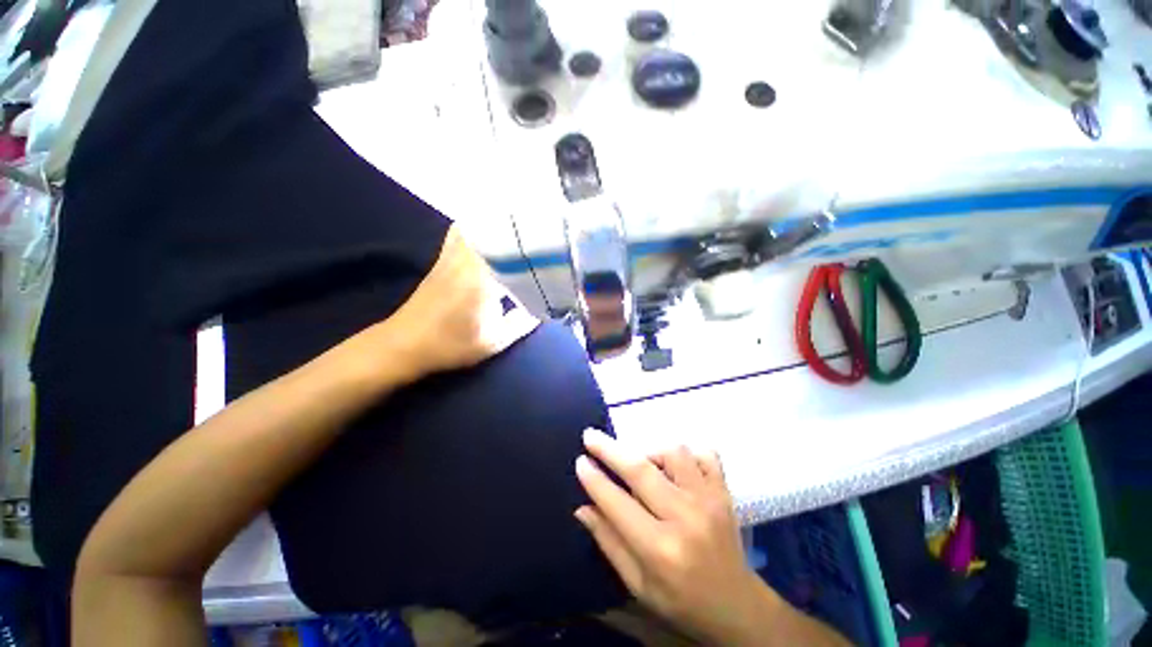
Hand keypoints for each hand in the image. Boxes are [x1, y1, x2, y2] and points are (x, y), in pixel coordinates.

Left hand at [362, 225, 538, 384]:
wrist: (405, 344)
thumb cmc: (451, 344)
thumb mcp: (494, 341)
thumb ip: (522, 324)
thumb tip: (542, 311)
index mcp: (482, 278)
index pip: (511, 251)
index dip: (532, 246)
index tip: (549, 246)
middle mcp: (466, 259)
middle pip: (493, 230)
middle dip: (517, 230)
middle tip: (537, 235)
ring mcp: (451, 256)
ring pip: (475, 226)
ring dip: (496, 226)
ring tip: (517, 231)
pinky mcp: (441, 259)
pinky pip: (460, 233)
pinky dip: (475, 228)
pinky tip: (488, 236)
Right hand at [574, 430, 765, 644]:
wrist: (737, 606)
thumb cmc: (681, 601)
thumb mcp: (638, 585)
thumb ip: (609, 543)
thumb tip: (582, 507)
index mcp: (660, 550)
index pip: (617, 503)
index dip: (594, 479)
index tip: (580, 461)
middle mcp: (685, 518)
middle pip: (641, 470)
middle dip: (610, 449)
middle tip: (591, 435)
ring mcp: (709, 500)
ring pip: (673, 453)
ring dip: (649, 451)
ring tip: (641, 462)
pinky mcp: (724, 491)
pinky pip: (705, 454)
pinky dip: (687, 451)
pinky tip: (675, 464)